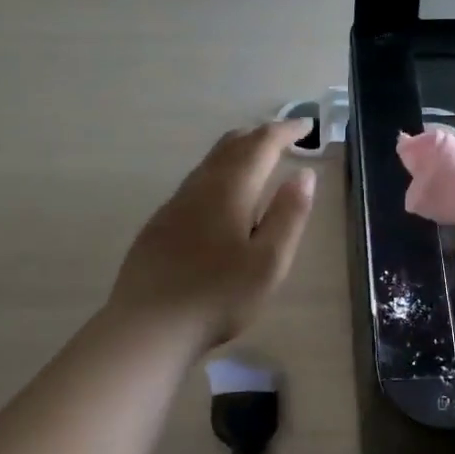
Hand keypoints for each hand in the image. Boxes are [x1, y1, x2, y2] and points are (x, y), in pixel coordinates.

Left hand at [108, 121, 317, 354]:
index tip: (306, 126)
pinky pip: (195, 183)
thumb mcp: (269, 261)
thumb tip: (304, 174)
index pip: (261, 145)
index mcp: (230, 190)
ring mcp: (174, 204)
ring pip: (209, 163)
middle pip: (231, 146)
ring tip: (256, 160)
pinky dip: (218, 173)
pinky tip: (220, 198)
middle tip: (284, 137)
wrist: (148, 327)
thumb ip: (289, 215)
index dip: (285, 131)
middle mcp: (200, 187)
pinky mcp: (160, 224)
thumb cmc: (219, 296)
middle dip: (260, 135)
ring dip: (237, 152)